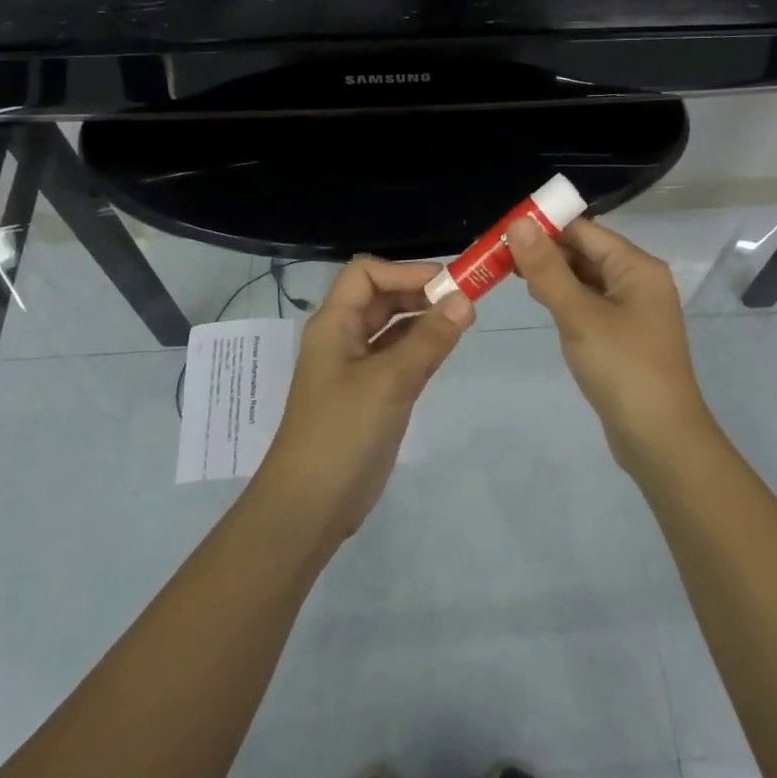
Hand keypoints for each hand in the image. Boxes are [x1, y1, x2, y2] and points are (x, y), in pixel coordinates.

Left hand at [260, 257, 473, 540]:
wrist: (311, 506)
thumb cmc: (342, 433)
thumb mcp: (389, 381)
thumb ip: (428, 339)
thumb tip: (465, 299)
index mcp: (334, 325)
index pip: (365, 274)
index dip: (404, 271)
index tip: (447, 283)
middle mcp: (344, 339)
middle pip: (381, 298)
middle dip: (419, 292)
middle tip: (465, 299)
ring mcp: (357, 369)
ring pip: (393, 328)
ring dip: (424, 319)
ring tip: (464, 319)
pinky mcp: (373, 395)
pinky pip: (400, 357)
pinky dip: (423, 347)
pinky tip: (448, 348)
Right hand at [507, 216, 714, 471]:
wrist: (660, 440)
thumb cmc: (622, 368)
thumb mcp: (579, 315)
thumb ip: (547, 269)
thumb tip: (517, 223)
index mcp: (637, 267)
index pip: (585, 231)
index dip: (545, 226)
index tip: (503, 228)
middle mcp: (639, 281)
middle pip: (586, 252)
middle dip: (545, 250)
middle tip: (498, 252)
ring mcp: (633, 310)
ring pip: (586, 279)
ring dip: (552, 274)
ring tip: (509, 271)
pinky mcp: (623, 336)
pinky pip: (590, 304)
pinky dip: (565, 298)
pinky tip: (540, 301)